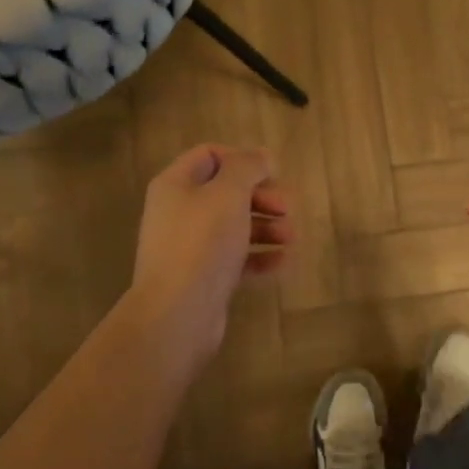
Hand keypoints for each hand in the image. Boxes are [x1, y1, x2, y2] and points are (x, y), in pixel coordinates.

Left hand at [128, 144, 291, 364]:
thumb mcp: (228, 193)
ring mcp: (190, 247)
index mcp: (176, 184)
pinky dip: (260, 257)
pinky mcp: (203, 277)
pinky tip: (284, 262)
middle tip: (287, 208)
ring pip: (234, 226)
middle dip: (262, 196)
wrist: (178, 313)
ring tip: (292, 237)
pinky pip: (236, 259)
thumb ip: (247, 167)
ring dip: (267, 226)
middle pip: (226, 192)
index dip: (243, 159)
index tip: (273, 173)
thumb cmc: (202, 243)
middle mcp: (179, 212)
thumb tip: (262, 155)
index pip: (210, 155)